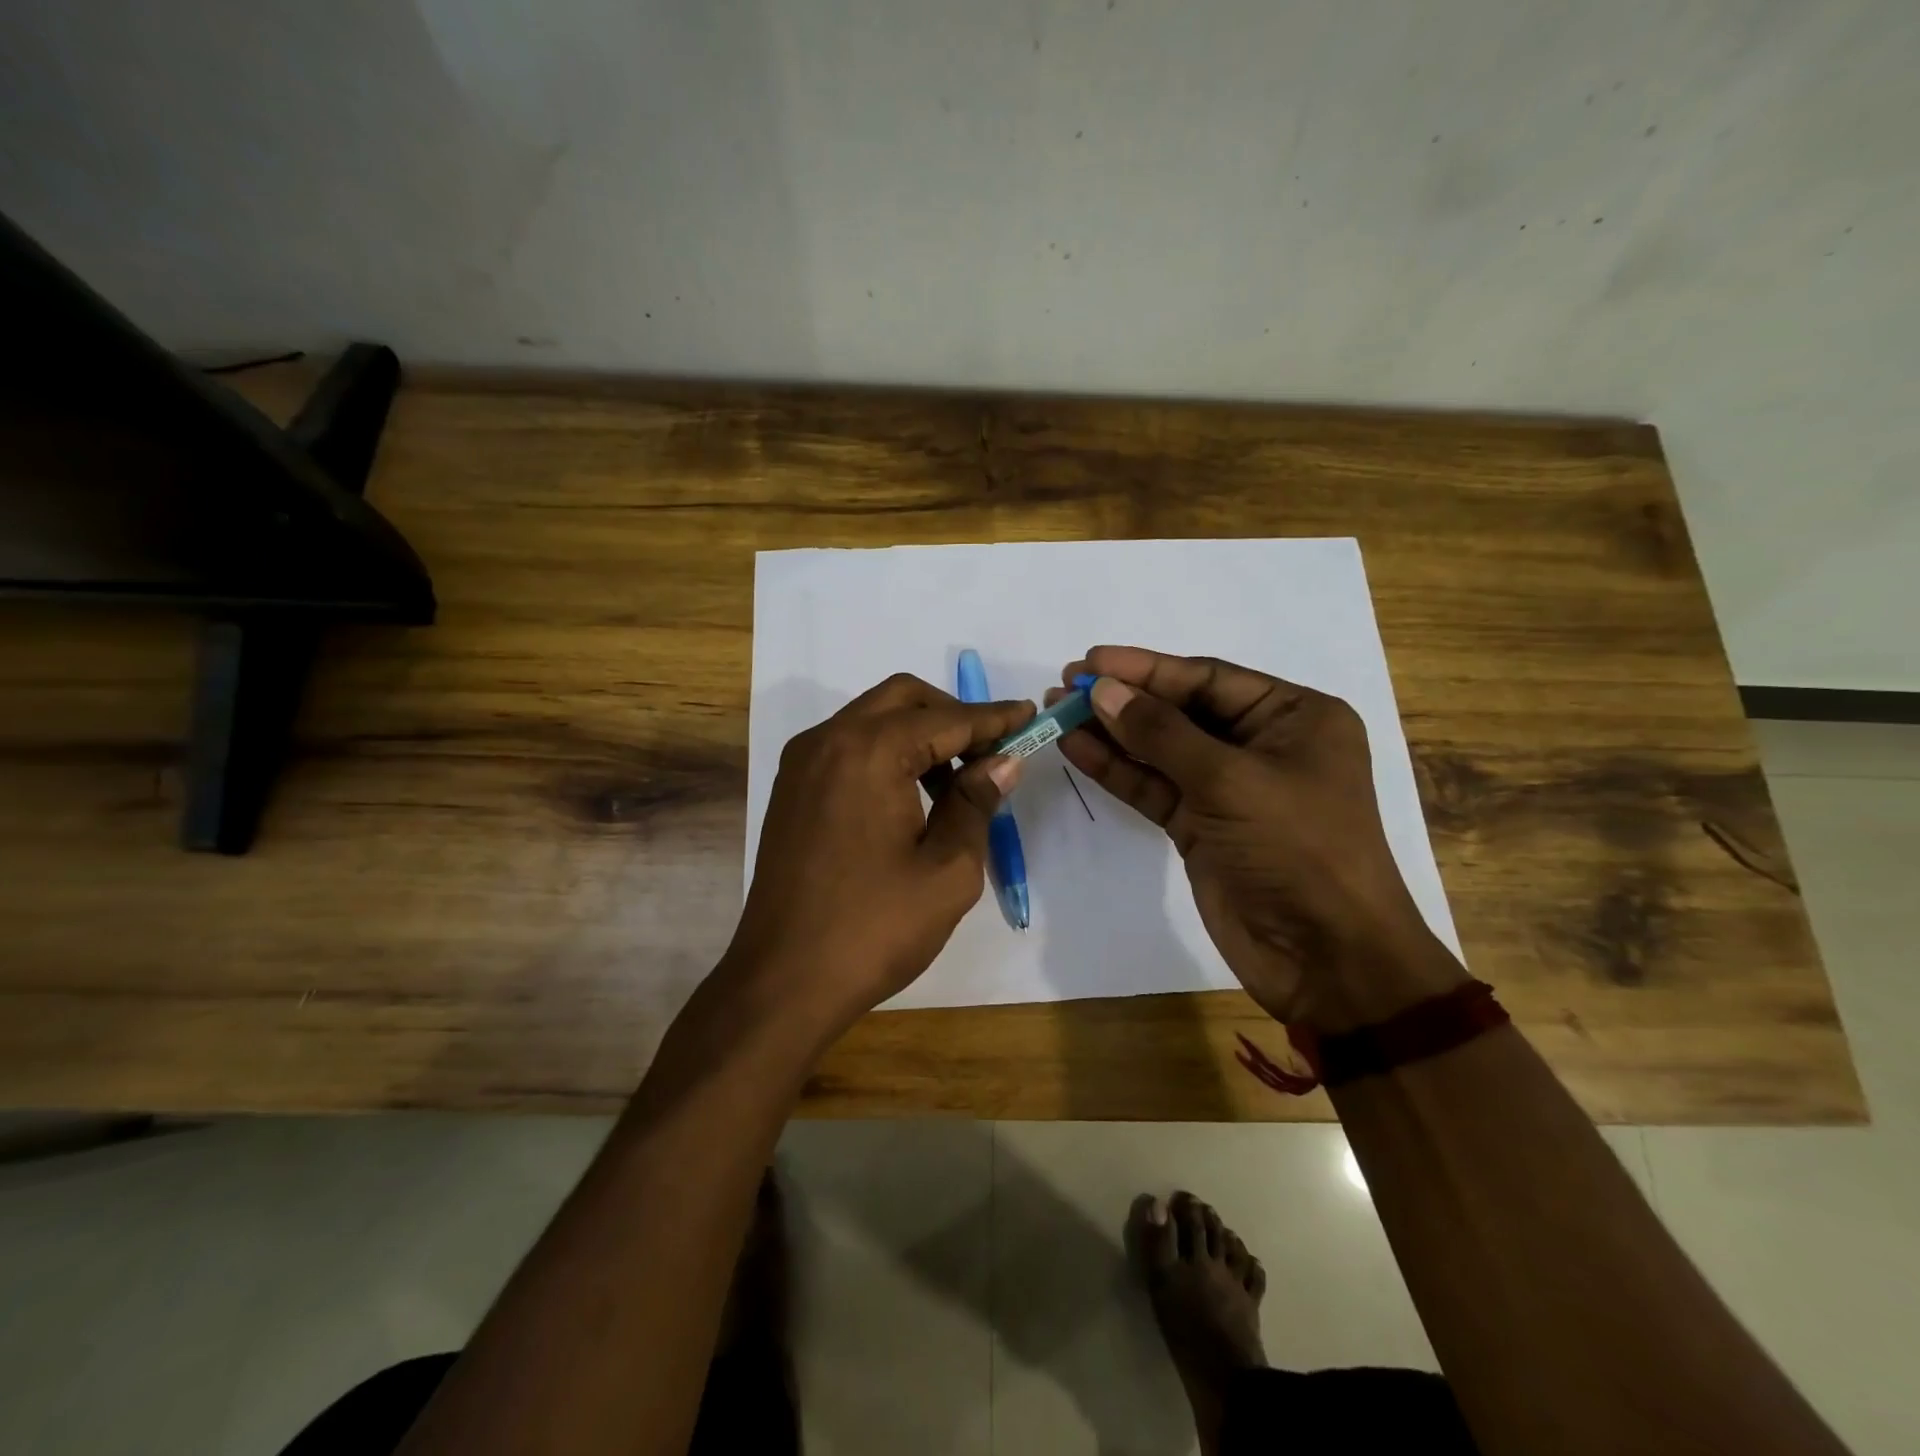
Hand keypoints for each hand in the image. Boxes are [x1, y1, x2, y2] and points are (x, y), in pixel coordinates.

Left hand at [722, 673, 1032, 1037]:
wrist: (783, 982)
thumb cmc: (874, 929)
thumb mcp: (947, 869)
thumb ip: (976, 802)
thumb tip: (1004, 761)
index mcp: (868, 751)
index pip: (947, 718)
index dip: (994, 718)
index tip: (1030, 715)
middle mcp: (828, 740)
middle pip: (903, 699)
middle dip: (954, 716)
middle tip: (992, 753)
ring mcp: (803, 762)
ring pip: (873, 719)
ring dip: (919, 735)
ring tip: (957, 786)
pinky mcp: (792, 788)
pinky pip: (848, 746)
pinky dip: (887, 753)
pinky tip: (912, 797)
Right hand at [1051, 646, 1464, 1031]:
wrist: (1325, 957)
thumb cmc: (1297, 848)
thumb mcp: (1230, 780)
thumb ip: (1160, 733)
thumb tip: (1101, 690)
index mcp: (1293, 717)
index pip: (1208, 679)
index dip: (1146, 669)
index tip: (1089, 661)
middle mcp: (1261, 745)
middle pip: (1180, 711)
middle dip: (1124, 699)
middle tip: (1064, 685)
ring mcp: (1227, 788)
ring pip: (1160, 750)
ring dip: (1111, 733)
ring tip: (1056, 712)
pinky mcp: (1201, 826)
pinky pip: (1153, 787)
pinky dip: (1117, 770)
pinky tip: (1077, 749)